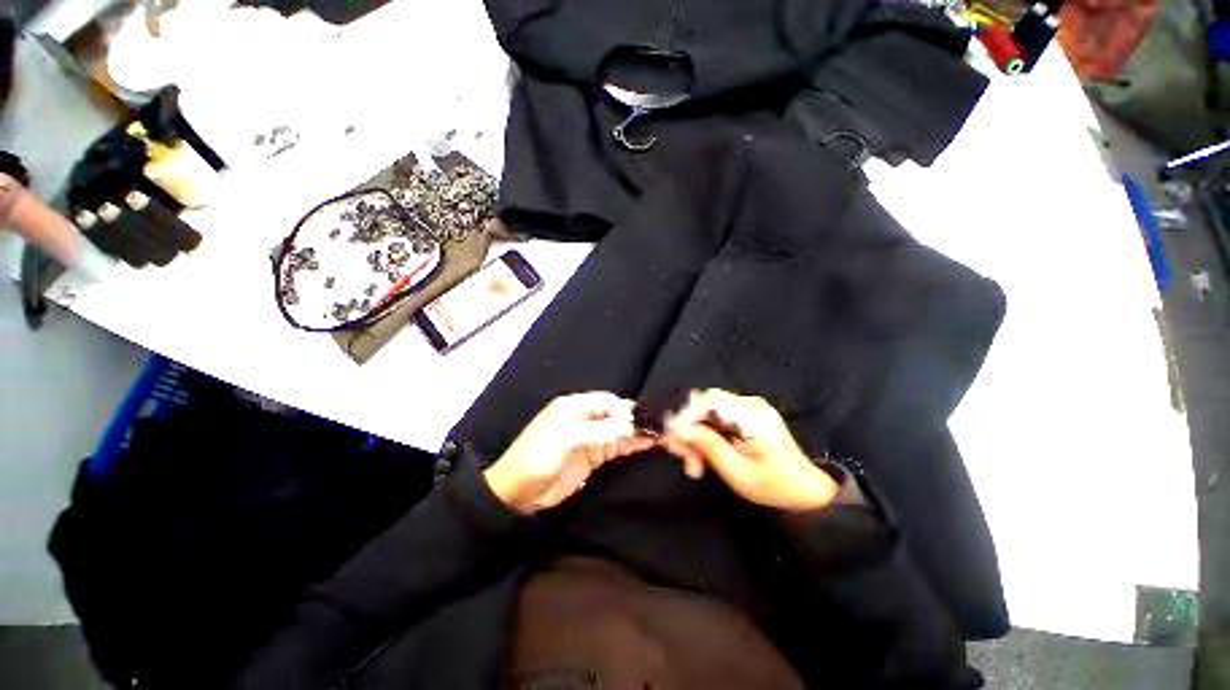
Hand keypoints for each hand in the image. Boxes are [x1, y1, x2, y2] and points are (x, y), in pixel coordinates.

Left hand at [484, 392, 656, 513]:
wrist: (516, 493)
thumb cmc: (537, 457)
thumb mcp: (568, 439)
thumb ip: (601, 431)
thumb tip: (633, 424)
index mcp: (574, 407)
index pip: (608, 402)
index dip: (628, 409)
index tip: (649, 417)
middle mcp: (584, 419)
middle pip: (616, 416)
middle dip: (637, 420)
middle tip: (661, 426)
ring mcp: (589, 438)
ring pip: (619, 431)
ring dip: (637, 433)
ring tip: (661, 435)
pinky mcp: (592, 456)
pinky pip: (615, 447)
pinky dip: (630, 445)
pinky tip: (646, 445)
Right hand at [661, 389, 838, 511]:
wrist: (807, 490)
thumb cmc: (775, 486)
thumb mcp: (738, 473)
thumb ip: (708, 446)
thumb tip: (679, 429)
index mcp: (752, 415)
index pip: (709, 400)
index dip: (686, 414)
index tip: (672, 436)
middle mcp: (749, 404)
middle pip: (705, 404)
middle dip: (688, 428)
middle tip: (680, 456)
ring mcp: (748, 408)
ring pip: (707, 412)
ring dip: (694, 434)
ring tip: (693, 464)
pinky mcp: (745, 415)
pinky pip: (716, 417)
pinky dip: (705, 434)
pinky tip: (703, 456)